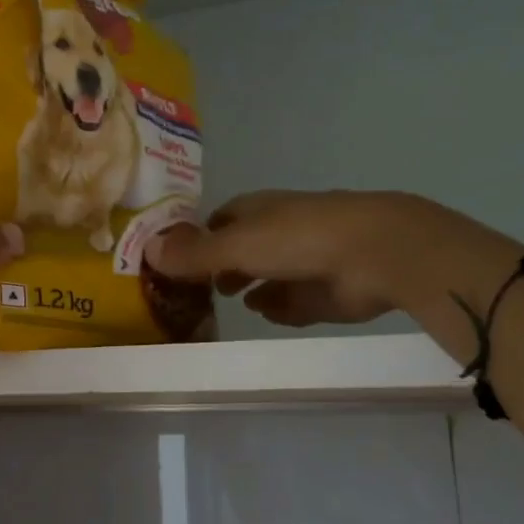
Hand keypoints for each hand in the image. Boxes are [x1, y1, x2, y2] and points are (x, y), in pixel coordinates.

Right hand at [144, 190, 441, 327]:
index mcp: (258, 211)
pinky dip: (279, 307)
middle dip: (222, 266)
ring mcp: (303, 262)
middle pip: (241, 250)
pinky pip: (292, 303)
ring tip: (230, 301)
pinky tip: (269, 312)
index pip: (219, 220)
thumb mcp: (236, 245)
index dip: (198, 237)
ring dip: (250, 287)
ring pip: (266, 276)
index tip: (176, 258)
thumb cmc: (299, 238)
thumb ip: (194, 253)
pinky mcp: (323, 292)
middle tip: (196, 288)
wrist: (377, 256)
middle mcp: (279, 232)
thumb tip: (146, 249)